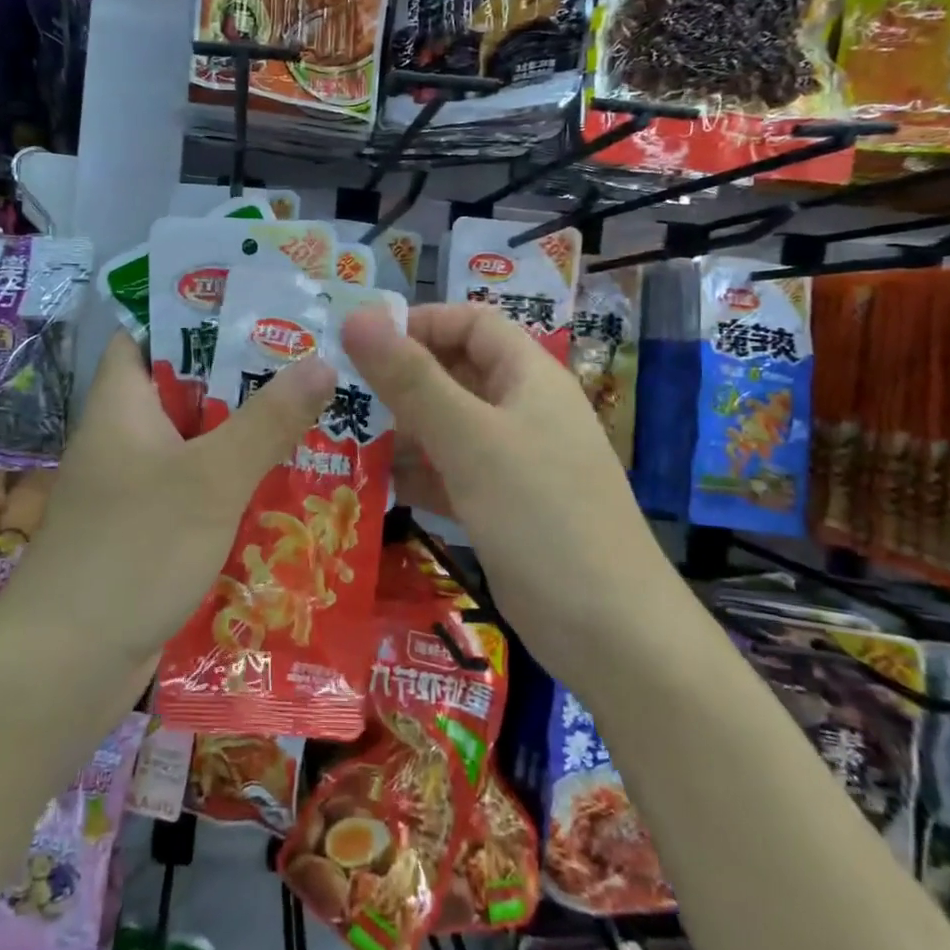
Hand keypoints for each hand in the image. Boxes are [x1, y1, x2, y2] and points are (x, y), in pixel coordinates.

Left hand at [0, 332, 336, 667]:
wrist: (67, 665)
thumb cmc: (134, 550)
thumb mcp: (212, 478)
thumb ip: (268, 420)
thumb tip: (321, 360)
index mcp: (122, 404)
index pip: (146, 335)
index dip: (195, 316)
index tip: (259, 311)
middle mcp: (123, 438)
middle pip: (184, 391)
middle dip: (243, 380)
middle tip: (310, 366)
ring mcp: (133, 489)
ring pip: (196, 446)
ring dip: (246, 438)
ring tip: (315, 420)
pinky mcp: (146, 533)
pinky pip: (197, 493)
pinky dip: (234, 488)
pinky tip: (286, 492)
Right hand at [341, 302, 648, 663]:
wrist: (610, 632)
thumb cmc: (540, 515)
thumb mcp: (469, 439)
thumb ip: (410, 379)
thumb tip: (357, 317)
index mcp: (528, 377)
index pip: (471, 323)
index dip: (420, 323)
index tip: (363, 344)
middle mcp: (523, 410)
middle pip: (455, 374)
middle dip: (400, 381)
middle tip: (339, 395)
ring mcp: (514, 461)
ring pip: (448, 427)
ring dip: (401, 430)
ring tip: (342, 439)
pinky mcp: (501, 506)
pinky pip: (450, 473)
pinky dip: (416, 474)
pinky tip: (373, 486)